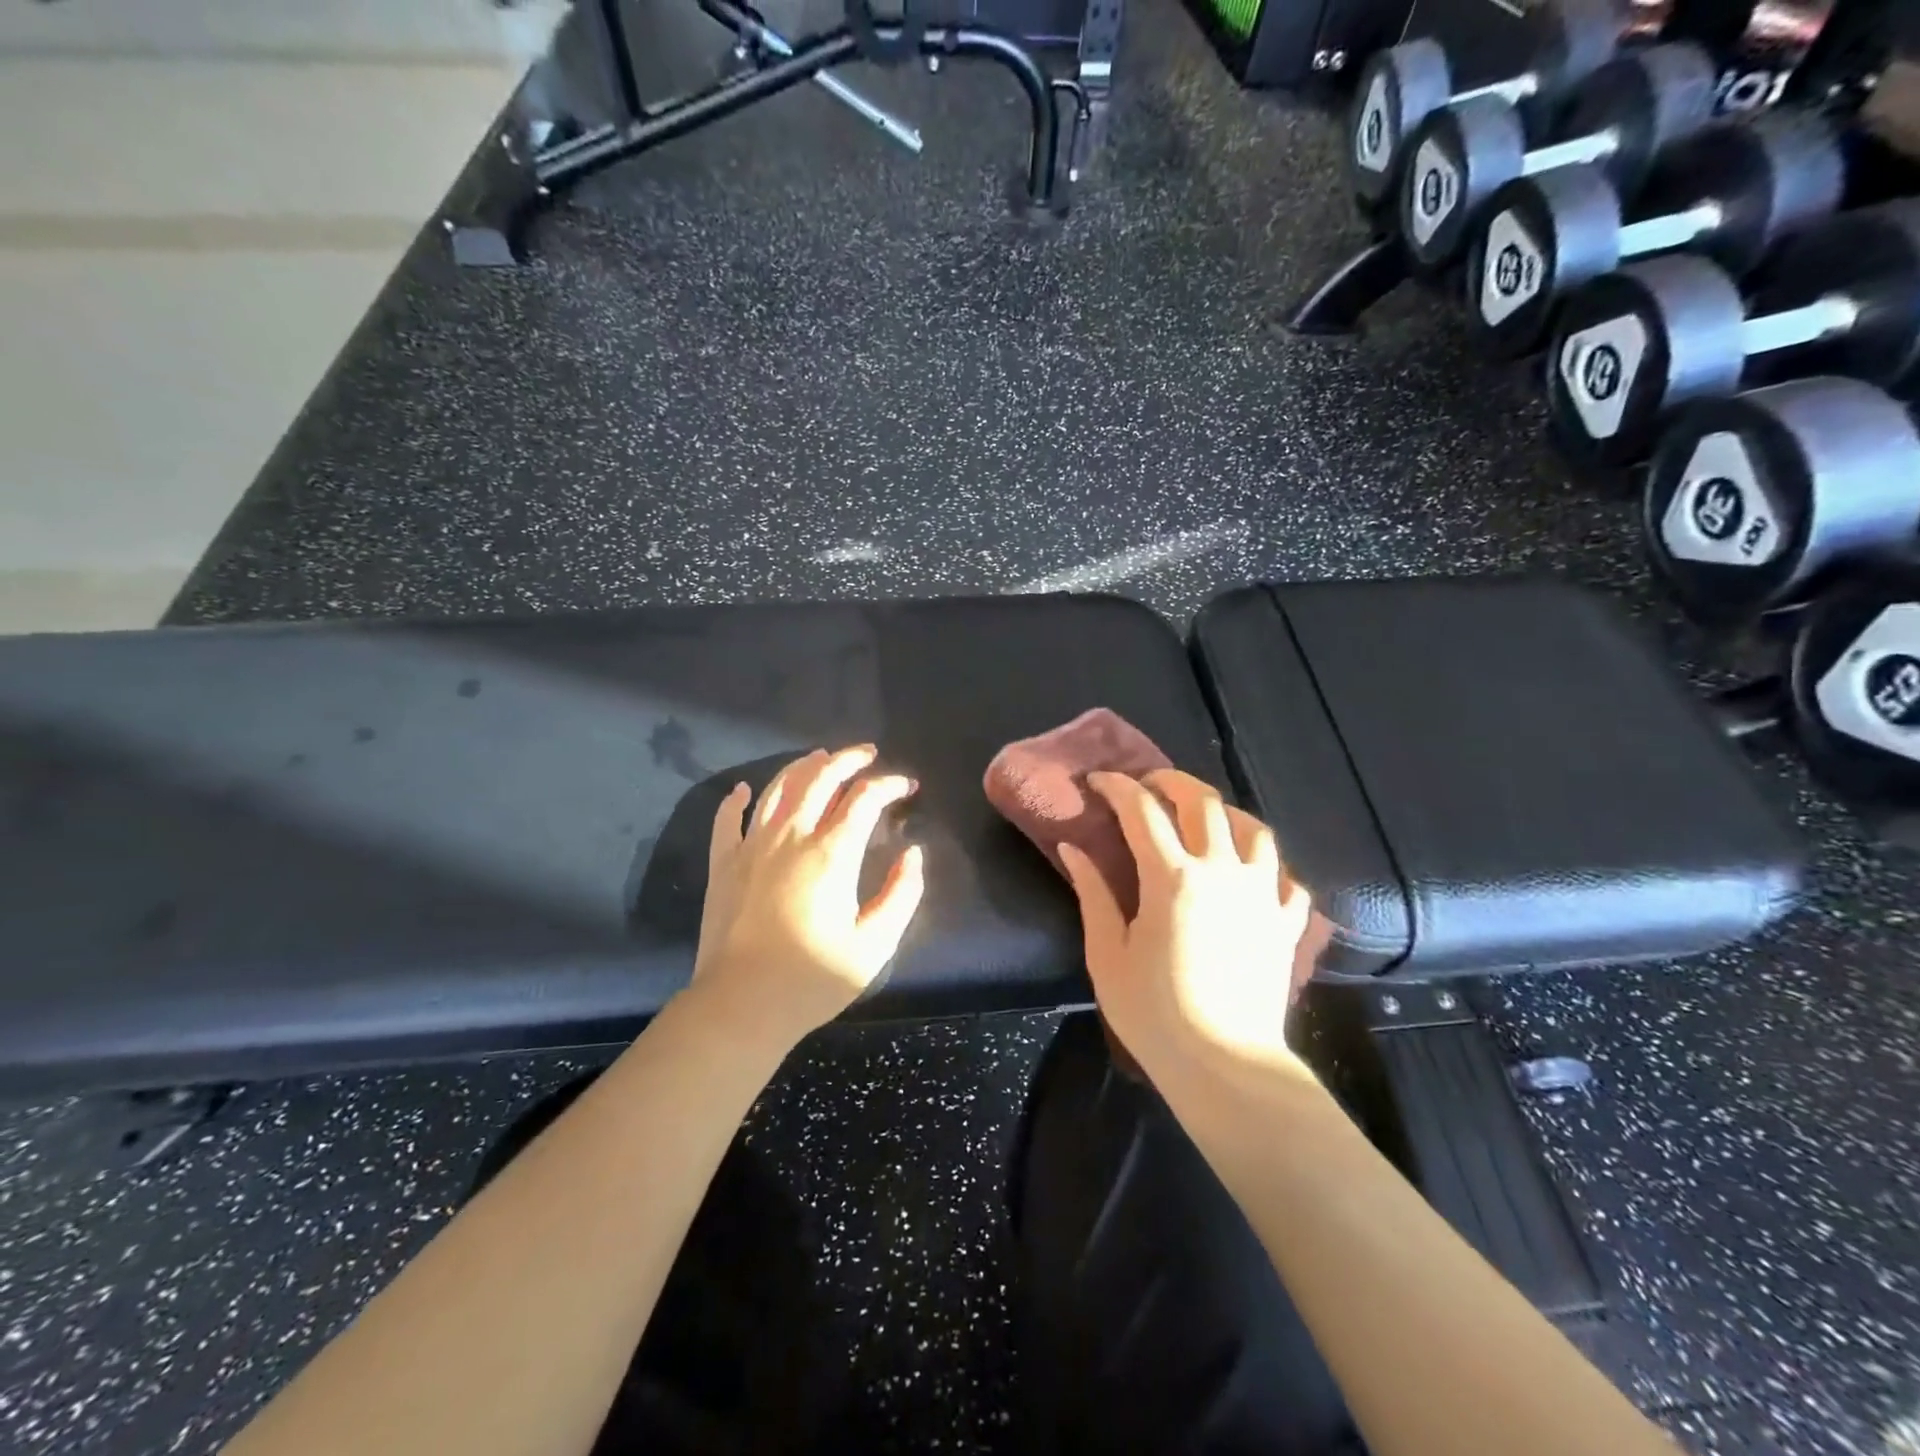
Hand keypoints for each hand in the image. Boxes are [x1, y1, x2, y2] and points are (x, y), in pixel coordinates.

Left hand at [687, 745, 924, 1047]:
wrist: (741, 1006)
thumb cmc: (813, 979)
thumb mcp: (875, 944)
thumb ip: (902, 895)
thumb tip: (913, 855)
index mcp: (832, 853)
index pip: (865, 799)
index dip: (890, 785)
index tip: (907, 787)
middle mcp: (792, 836)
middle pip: (820, 778)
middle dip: (847, 759)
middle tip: (867, 754)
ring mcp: (752, 847)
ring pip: (777, 788)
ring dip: (802, 767)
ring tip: (820, 757)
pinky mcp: (724, 864)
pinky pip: (728, 820)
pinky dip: (736, 799)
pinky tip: (743, 790)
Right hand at [1057, 769, 1312, 1078]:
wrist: (1224, 1065)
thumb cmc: (1154, 1012)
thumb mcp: (1107, 954)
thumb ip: (1092, 894)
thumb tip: (1073, 848)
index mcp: (1172, 877)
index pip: (1142, 810)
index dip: (1117, 787)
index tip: (1098, 781)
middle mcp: (1222, 871)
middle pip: (1203, 802)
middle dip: (1172, 781)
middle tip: (1149, 784)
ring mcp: (1261, 894)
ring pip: (1253, 829)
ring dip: (1225, 813)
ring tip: (1205, 818)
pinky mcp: (1285, 923)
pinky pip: (1286, 878)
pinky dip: (1267, 866)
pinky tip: (1252, 872)